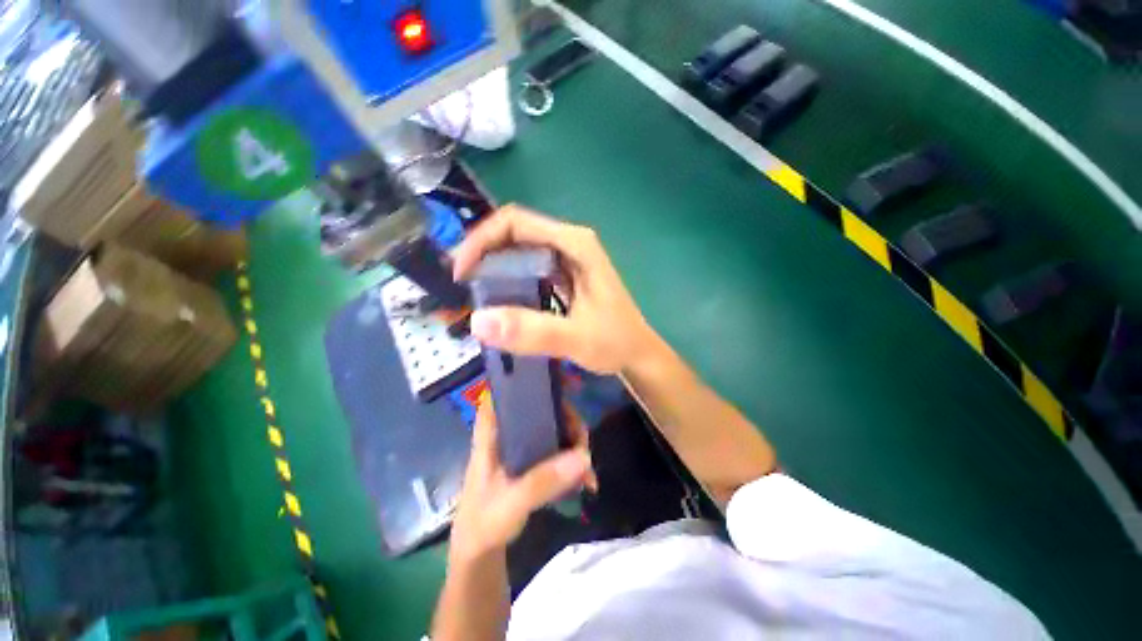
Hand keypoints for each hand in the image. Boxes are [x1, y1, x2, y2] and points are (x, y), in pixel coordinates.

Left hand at [450, 396, 596, 563]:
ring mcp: (521, 447)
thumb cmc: (484, 523)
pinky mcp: (532, 462)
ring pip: (552, 427)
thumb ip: (542, 481)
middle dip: (565, 417)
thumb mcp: (511, 502)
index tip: (554, 380)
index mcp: (492, 433)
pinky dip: (573, 460)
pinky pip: (557, 450)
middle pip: (538, 407)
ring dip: (573, 440)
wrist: (479, 554)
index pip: (503, 392)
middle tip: (582, 439)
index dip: (524, 380)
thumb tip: (583, 456)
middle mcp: (507, 433)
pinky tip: (586, 480)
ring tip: (587, 465)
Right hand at [452, 205, 660, 374]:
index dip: (481, 240)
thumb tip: (478, 321)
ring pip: (520, 250)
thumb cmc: (615, 342)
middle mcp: (569, 243)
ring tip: (475, 294)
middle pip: (515, 233)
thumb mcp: (576, 338)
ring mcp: (568, 258)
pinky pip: (528, 268)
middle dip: (483, 254)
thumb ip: (532, 331)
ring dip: (494, 267)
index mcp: (574, 243)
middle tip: (463, 286)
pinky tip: (499, 299)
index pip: (515, 222)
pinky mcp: (564, 275)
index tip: (461, 271)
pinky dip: (509, 279)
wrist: (637, 354)